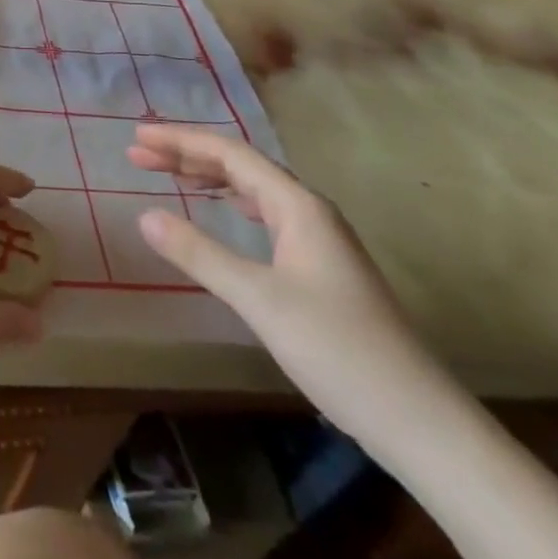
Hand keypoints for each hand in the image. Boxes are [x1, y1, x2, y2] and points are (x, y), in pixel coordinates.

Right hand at [129, 124, 459, 453]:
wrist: (419, 421)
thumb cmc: (337, 350)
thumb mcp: (258, 299)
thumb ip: (199, 253)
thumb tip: (145, 215)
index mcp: (298, 206)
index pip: (230, 154)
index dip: (181, 141)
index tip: (138, 137)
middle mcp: (309, 211)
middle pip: (241, 166)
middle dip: (188, 155)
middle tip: (139, 155)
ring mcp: (319, 240)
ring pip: (254, 190)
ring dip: (209, 177)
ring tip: (168, 174)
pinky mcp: (321, 267)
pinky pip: (265, 214)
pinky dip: (231, 202)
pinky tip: (222, 211)